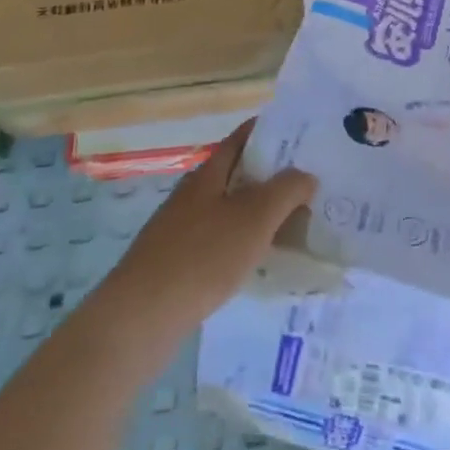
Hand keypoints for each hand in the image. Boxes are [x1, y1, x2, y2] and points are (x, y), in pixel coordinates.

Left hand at [109, 120, 316, 337]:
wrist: (141, 318)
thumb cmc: (202, 256)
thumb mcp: (254, 218)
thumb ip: (286, 190)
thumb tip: (306, 175)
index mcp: (207, 175)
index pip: (240, 139)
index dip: (268, 131)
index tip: (300, 134)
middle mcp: (192, 196)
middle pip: (235, 174)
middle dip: (270, 174)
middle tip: (309, 180)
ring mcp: (180, 230)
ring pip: (228, 210)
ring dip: (259, 211)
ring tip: (294, 220)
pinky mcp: (176, 263)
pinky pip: (219, 240)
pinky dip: (243, 241)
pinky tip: (259, 259)